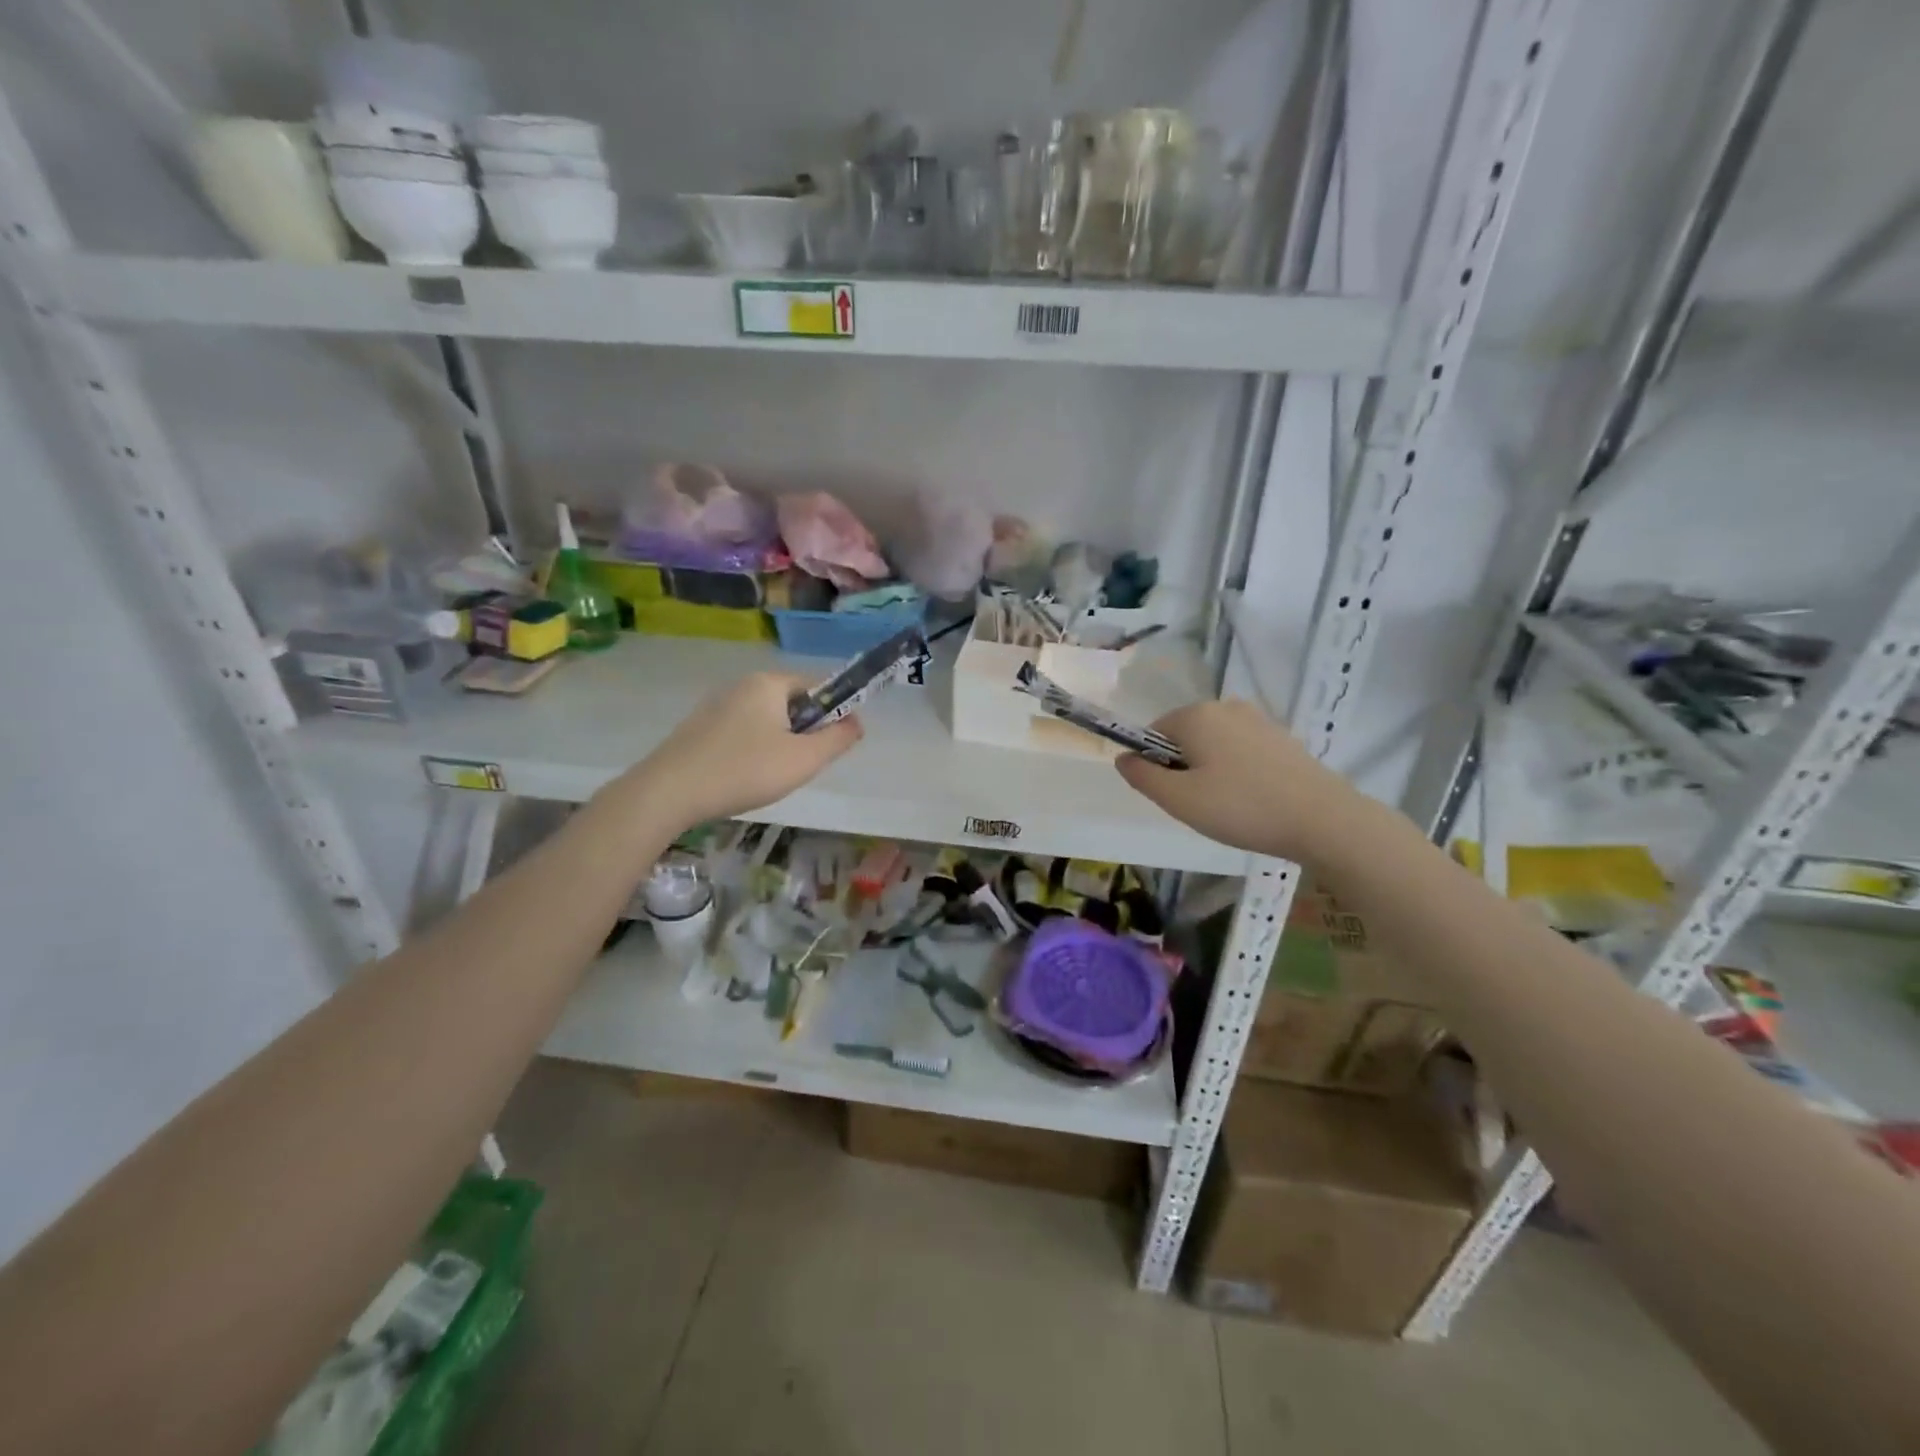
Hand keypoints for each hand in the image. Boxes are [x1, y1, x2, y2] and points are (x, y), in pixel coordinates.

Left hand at [619, 672, 862, 830]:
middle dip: (803, 732)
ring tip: (770, 777)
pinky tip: (742, 778)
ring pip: (764, 720)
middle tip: (800, 766)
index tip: (832, 745)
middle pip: (789, 703)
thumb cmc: (745, 770)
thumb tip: (857, 722)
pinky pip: (739, 732)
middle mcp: (741, 685)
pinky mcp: (697, 728)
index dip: (832, 713)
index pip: (816, 686)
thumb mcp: (804, 759)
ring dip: (777, 743)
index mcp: (769, 683)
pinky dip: (750, 751)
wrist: (669, 792)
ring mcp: (715, 705)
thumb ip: (837, 739)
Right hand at [1116, 699, 1356, 863]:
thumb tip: (1123, 758)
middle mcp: (1226, 706)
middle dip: (1184, 768)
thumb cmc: (1241, 808)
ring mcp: (1258, 719)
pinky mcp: (1282, 737)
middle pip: (1184, 737)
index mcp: (1196, 715)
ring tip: (1230, 806)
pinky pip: (1242, 751)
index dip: (1155, 766)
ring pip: (1214, 745)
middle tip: (1201, 806)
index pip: (1153, 733)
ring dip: (1211, 771)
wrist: (1323, 819)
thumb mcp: (1178, 800)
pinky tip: (1254, 800)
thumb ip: (1142, 776)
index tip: (1175, 796)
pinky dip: (1238, 772)